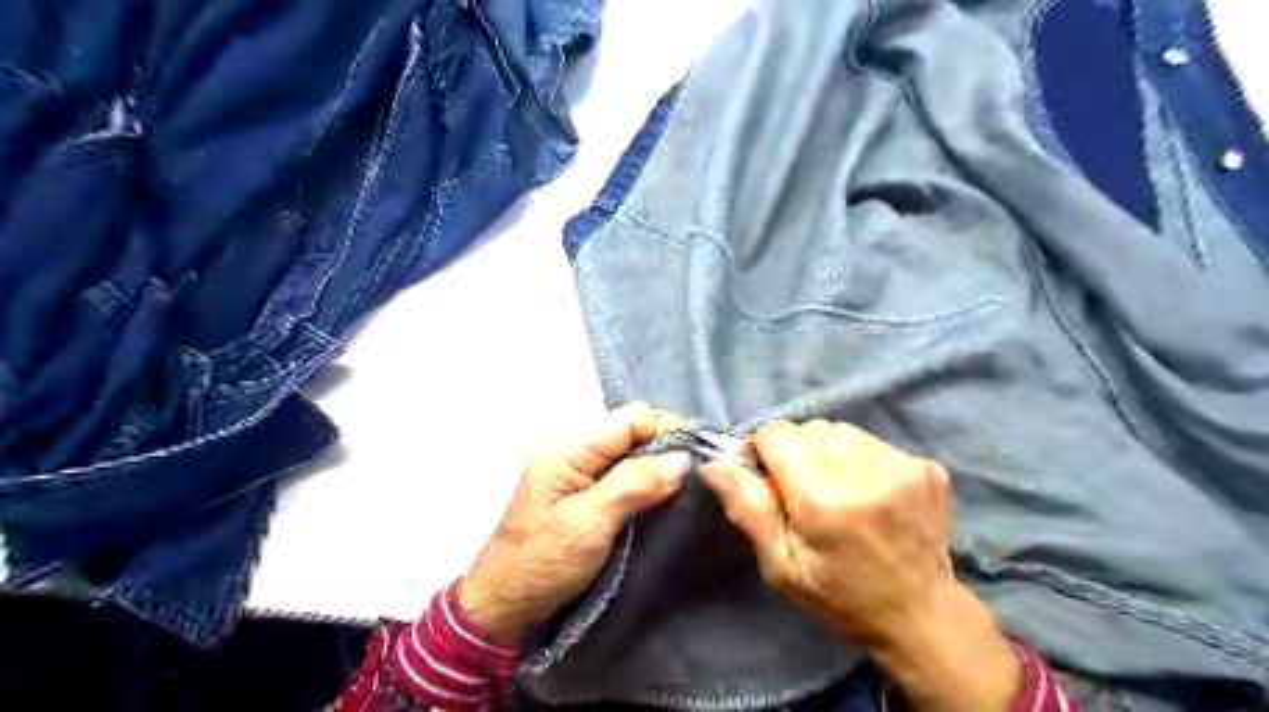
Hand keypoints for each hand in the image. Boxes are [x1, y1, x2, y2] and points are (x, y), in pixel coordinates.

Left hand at [460, 402, 690, 641]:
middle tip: (695, 476)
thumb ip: (633, 485)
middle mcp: (571, 446)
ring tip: (684, 486)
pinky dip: (643, 477)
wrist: (504, 602)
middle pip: (631, 430)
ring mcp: (574, 464)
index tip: (699, 456)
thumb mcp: (589, 525)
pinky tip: (660, 494)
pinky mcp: (580, 485)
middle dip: (665, 447)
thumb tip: (681, 458)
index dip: (668, 430)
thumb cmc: (541, 564)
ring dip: (656, 464)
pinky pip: (621, 468)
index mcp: (567, 447)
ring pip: (629, 449)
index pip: (630, 419)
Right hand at [699, 420, 1018, 711]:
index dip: (766, 451)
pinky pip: (872, 442)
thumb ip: (747, 509)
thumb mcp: (781, 565)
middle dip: (798, 453)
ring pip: (840, 431)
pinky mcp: (926, 466)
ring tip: (840, 492)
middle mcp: (863, 471)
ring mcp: (901, 466)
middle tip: (807, 493)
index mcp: (822, 498)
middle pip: (809, 429)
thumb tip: (713, 465)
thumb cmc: (839, 595)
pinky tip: (869, 493)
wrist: (921, 615)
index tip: (772, 479)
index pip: (777, 433)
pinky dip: (860, 459)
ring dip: (829, 453)